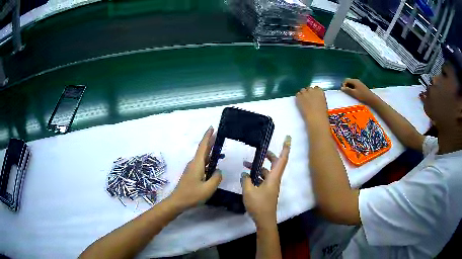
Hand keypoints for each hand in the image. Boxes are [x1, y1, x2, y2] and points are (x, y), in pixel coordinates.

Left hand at [169, 127, 221, 209]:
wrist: (177, 201)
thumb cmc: (192, 195)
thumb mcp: (208, 188)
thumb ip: (216, 178)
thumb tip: (219, 171)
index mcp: (197, 164)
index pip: (203, 146)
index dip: (207, 136)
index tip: (212, 127)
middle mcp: (194, 164)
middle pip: (202, 150)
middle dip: (210, 141)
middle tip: (219, 135)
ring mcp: (192, 169)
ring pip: (202, 157)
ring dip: (210, 151)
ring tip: (220, 149)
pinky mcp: (192, 174)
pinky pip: (202, 163)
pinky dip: (208, 160)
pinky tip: (214, 164)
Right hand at [241, 136, 290, 226]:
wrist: (265, 220)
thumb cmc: (259, 205)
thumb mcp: (249, 191)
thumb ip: (245, 180)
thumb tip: (244, 174)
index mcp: (273, 178)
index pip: (282, 159)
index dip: (285, 148)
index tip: (288, 137)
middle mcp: (274, 180)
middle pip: (275, 163)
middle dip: (268, 156)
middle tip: (260, 150)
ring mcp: (271, 186)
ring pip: (267, 172)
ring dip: (258, 167)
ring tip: (245, 164)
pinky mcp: (267, 191)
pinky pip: (263, 179)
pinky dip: (256, 175)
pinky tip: (246, 177)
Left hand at [296, 86, 327, 122]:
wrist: (316, 118)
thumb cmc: (322, 113)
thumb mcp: (323, 103)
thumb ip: (319, 98)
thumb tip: (316, 99)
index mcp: (320, 91)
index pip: (316, 88)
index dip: (314, 92)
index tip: (313, 96)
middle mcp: (312, 90)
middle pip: (309, 88)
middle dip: (308, 93)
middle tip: (308, 99)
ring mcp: (305, 92)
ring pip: (302, 90)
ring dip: (303, 94)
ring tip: (303, 101)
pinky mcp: (299, 96)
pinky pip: (297, 95)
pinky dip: (298, 98)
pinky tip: (300, 103)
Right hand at [341, 78, 377, 104]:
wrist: (371, 98)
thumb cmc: (362, 96)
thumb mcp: (354, 93)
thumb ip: (347, 90)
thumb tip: (341, 88)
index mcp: (354, 81)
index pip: (346, 80)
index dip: (344, 85)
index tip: (344, 91)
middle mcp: (356, 80)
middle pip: (349, 81)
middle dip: (346, 86)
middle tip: (346, 93)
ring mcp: (359, 83)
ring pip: (352, 84)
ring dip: (349, 88)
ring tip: (350, 94)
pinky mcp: (361, 86)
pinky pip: (355, 86)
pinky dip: (353, 89)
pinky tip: (354, 93)